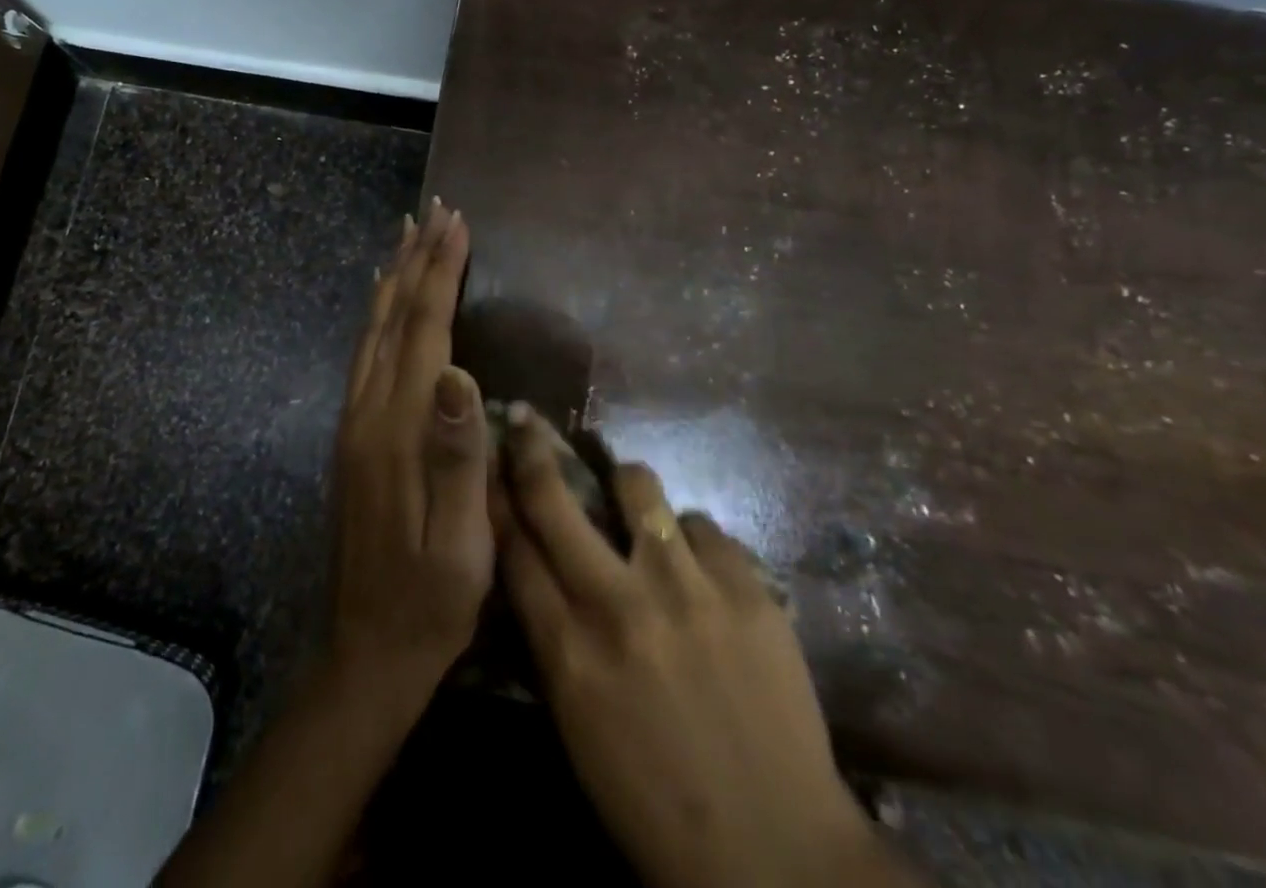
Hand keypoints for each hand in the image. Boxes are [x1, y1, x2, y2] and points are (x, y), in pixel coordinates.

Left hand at [328, 198, 489, 700]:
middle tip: (434, 210)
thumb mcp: (462, 543)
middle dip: (416, 259)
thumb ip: (459, 457)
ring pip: (375, 330)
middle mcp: (369, 411)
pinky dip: (378, 315)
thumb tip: (460, 373)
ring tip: (408, 236)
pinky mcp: (353, 436)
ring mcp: (355, 422)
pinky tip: (384, 303)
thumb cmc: (431, 601)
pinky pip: (365, 355)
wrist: (367, 649)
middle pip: (393, 317)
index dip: (440, 273)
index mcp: (400, 429)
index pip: (424, 330)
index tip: (456, 224)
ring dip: (394, 278)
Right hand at [498, 407, 898, 887]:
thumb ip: (552, 635)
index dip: (495, 496)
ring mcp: (686, 590)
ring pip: (637, 484)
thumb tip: (535, 564)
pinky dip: (694, 543)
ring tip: (636, 502)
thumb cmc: (656, 800)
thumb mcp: (578, 722)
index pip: (512, 547)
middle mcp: (618, 604)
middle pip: (554, 499)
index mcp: (568, 652)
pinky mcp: (747, 588)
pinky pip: (704, 526)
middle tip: (526, 420)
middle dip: (532, 450)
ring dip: (627, 485)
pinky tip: (703, 575)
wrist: (778, 854)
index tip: (487, 459)